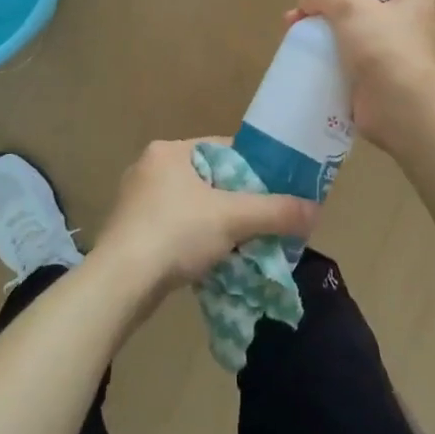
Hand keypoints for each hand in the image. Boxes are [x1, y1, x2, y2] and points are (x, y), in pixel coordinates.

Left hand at [92, 139, 318, 295]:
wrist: (119, 284)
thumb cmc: (175, 233)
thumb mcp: (232, 218)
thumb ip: (275, 212)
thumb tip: (315, 210)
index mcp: (169, 151)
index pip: (223, 150)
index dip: (253, 169)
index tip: (275, 192)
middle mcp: (149, 168)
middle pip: (208, 180)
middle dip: (235, 202)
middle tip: (261, 222)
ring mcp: (135, 201)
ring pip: (191, 207)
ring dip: (215, 225)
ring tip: (241, 244)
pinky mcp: (129, 233)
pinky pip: (173, 229)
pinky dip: (193, 241)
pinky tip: (209, 261)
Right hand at [288, 0, 434, 152]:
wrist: (399, 105)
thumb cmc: (382, 45)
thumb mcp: (351, 5)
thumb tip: (308, 3)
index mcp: (411, 1)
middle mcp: (405, 27)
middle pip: (357, 8)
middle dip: (323, 10)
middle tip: (296, 18)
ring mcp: (390, 56)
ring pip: (347, 36)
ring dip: (320, 35)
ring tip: (293, 38)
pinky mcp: (374, 82)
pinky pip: (345, 64)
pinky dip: (326, 63)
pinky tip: (305, 63)